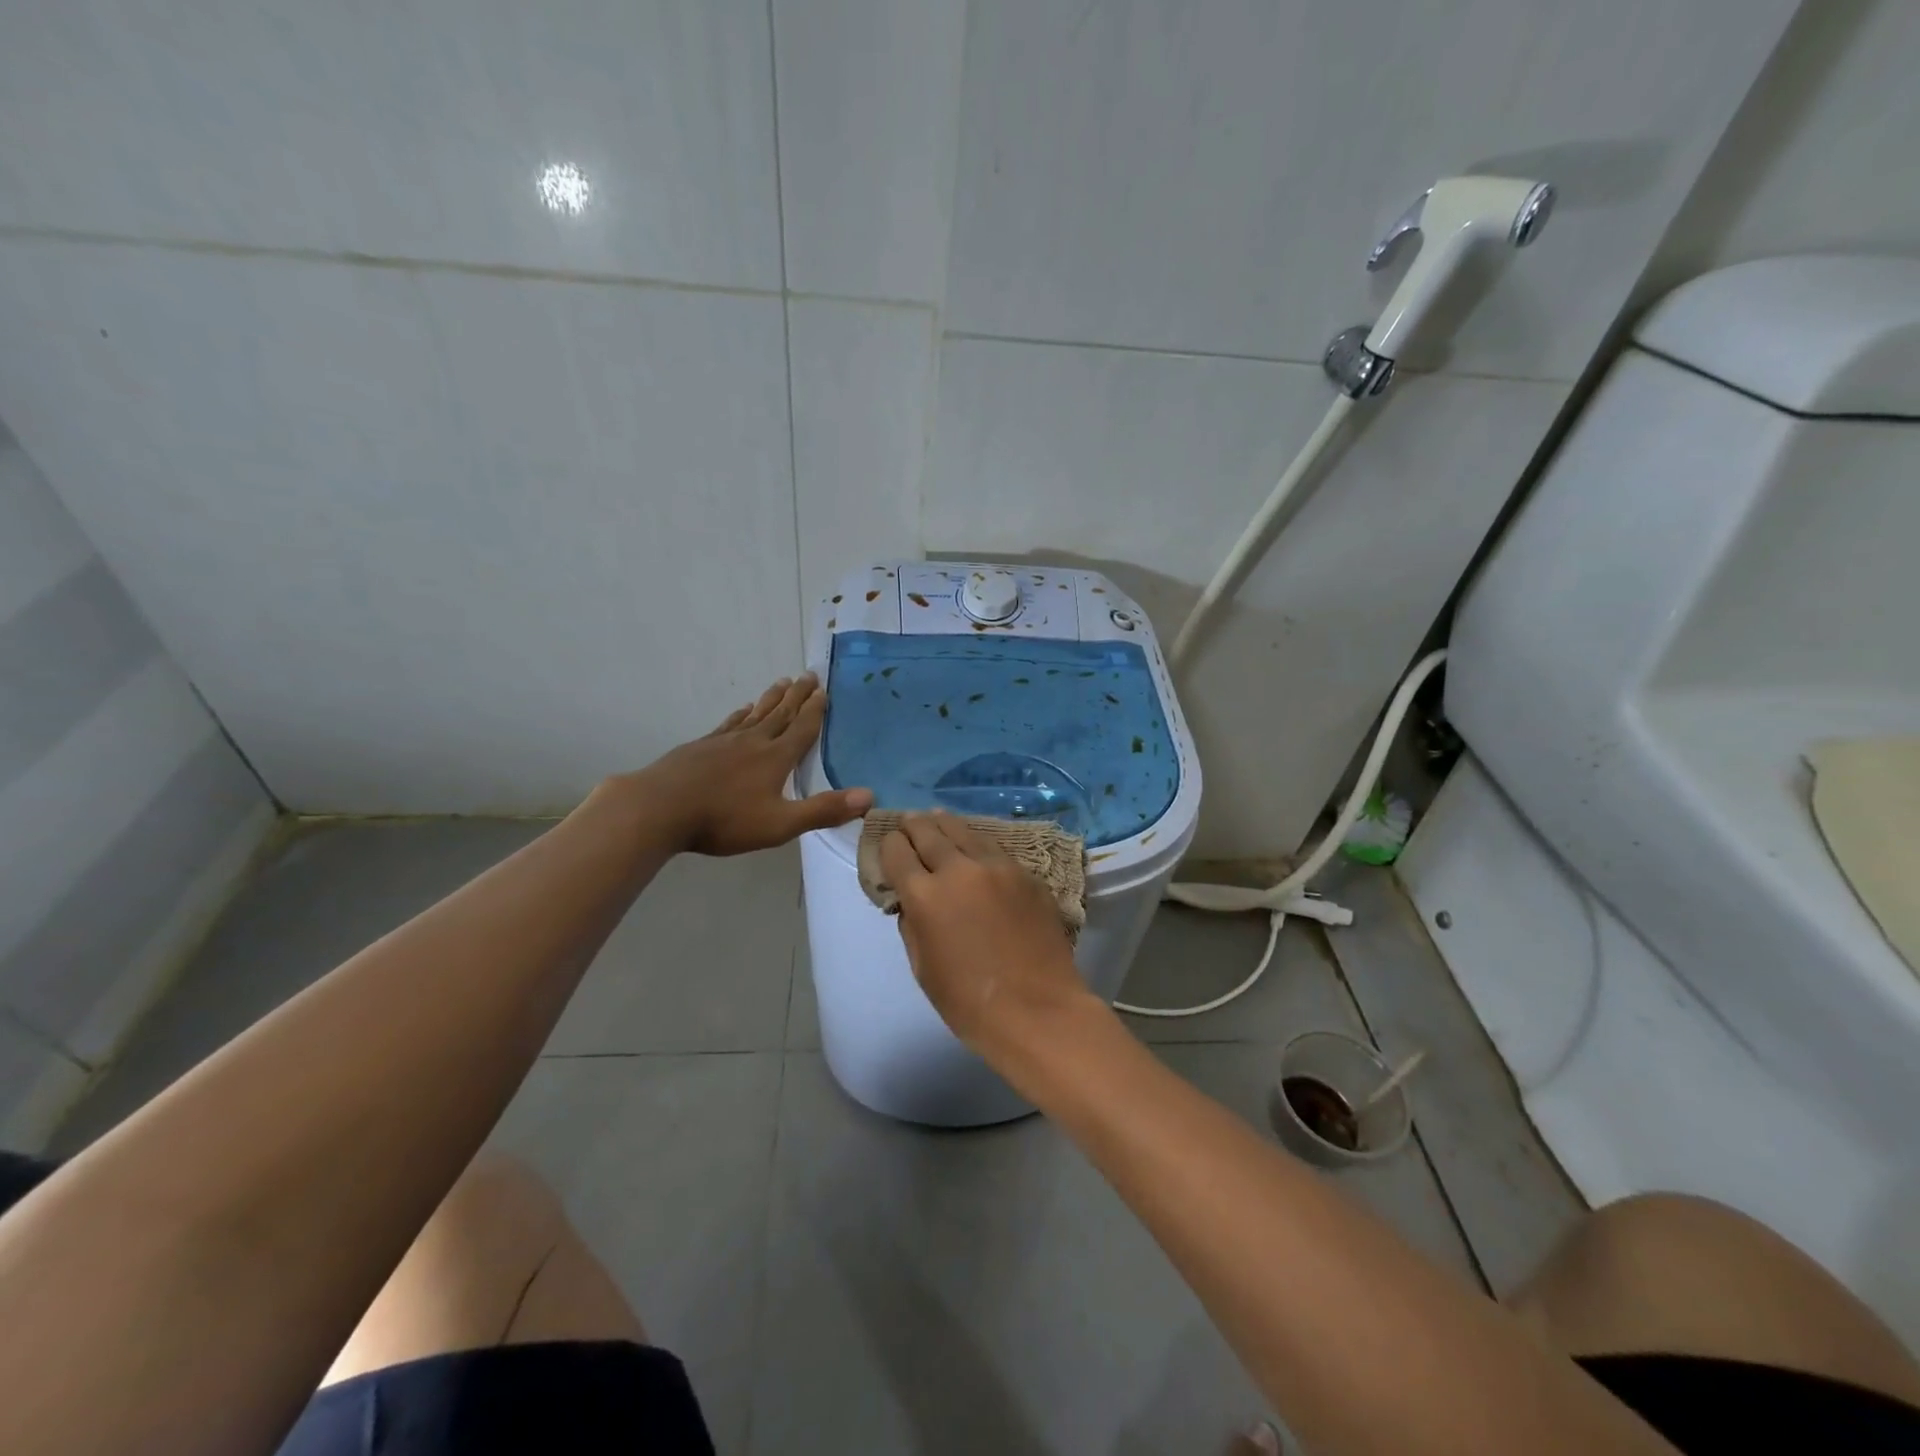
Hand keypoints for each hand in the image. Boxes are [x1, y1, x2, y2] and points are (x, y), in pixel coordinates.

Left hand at [631, 674, 872, 855]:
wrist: (660, 808)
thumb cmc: (724, 819)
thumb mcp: (780, 824)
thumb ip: (823, 810)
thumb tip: (869, 796)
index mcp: (776, 758)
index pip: (802, 729)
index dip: (816, 710)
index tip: (824, 689)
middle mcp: (754, 741)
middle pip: (781, 713)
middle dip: (798, 696)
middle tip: (809, 674)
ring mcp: (724, 741)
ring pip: (756, 714)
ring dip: (772, 699)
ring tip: (782, 682)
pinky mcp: (701, 747)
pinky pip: (729, 724)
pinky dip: (741, 714)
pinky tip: (743, 710)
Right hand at [879, 811, 1089, 1053]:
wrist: (1038, 1011)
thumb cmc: (969, 1003)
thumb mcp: (922, 967)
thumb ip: (912, 924)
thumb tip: (911, 901)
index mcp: (926, 896)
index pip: (897, 852)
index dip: (889, 846)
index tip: (889, 846)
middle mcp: (959, 870)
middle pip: (929, 832)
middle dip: (913, 825)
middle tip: (908, 821)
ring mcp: (997, 867)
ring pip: (964, 831)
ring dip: (945, 824)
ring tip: (937, 818)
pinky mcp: (1026, 874)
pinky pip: (994, 848)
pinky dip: (976, 843)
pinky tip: (974, 845)